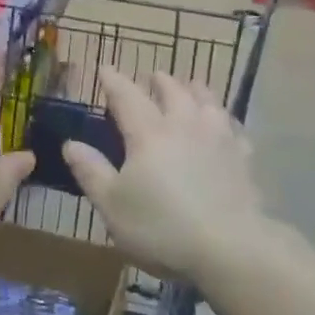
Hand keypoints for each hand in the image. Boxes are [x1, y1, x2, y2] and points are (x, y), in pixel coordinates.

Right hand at [62, 70, 267, 279]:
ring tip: (191, 85)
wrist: (229, 247)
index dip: (114, 81)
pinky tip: (224, 124)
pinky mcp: (242, 157)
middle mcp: (184, 124)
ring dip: (195, 89)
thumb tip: (71, 143)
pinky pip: (233, 127)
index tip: (105, 68)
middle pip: (172, 91)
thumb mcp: (112, 205)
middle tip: (152, 75)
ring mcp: (218, 138)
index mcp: (148, 133)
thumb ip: (91, 171)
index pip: (127, 96)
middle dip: (159, 80)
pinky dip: (224, 119)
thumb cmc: (161, 227)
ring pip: (207, 101)